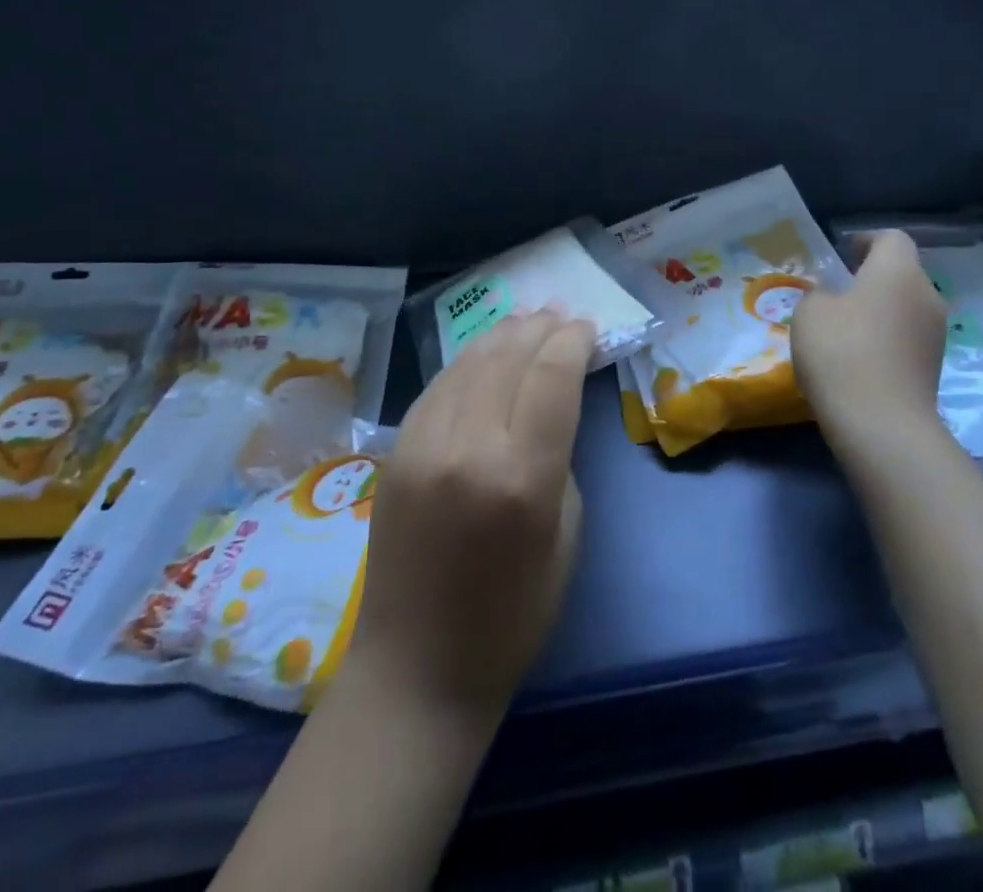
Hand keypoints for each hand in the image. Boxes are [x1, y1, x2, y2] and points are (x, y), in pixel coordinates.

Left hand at [349, 309, 593, 727]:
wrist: (417, 669)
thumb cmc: (513, 616)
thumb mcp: (566, 536)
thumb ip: (559, 458)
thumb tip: (550, 404)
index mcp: (521, 479)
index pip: (551, 378)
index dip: (572, 342)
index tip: (588, 327)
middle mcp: (468, 450)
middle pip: (508, 359)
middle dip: (540, 329)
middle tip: (561, 314)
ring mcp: (422, 447)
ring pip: (468, 364)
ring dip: (502, 335)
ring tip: (527, 319)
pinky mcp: (394, 454)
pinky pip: (437, 388)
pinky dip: (467, 362)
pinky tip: (484, 353)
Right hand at [791, 229, 948, 453]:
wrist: (881, 424)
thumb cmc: (841, 352)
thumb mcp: (810, 312)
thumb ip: (821, 293)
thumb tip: (834, 297)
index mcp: (898, 271)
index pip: (892, 238)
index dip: (866, 241)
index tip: (842, 256)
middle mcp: (927, 294)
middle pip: (902, 273)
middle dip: (873, 278)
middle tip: (839, 293)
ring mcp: (936, 333)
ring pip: (907, 306)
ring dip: (882, 310)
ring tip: (847, 329)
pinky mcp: (935, 366)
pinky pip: (909, 337)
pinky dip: (888, 339)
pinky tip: (861, 359)